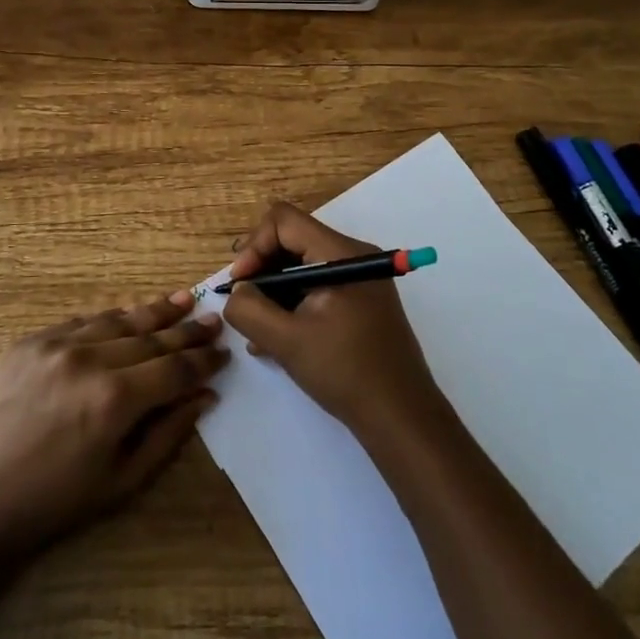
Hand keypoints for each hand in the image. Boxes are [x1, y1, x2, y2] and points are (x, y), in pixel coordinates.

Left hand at [0, 292, 227, 558]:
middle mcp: (90, 359)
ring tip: (182, 300)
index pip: (175, 368)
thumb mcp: (122, 481)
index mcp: (116, 398)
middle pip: (151, 337)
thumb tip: (205, 396)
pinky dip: (109, 319)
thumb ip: (168, 433)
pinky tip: (127, 315)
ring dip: (153, 312)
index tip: (224, 352)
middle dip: (187, 329)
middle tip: (213, 319)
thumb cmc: (54, 503)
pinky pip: (81, 321)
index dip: (204, 360)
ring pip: (118, 320)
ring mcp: (56, 344)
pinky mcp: (30, 341)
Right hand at [222, 202, 445, 438]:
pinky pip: (317, 287)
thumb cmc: (345, 372)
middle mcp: (353, 256)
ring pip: (302, 266)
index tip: (241, 285)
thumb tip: (237, 292)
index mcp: (341, 254)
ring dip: (274, 292)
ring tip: (257, 331)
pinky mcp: (360, 301)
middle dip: (261, 269)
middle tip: (244, 305)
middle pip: (293, 240)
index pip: (284, 221)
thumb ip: (250, 310)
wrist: (402, 417)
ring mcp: (360, 279)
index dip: (254, 246)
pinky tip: (276, 340)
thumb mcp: (286, 341)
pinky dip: (293, 304)